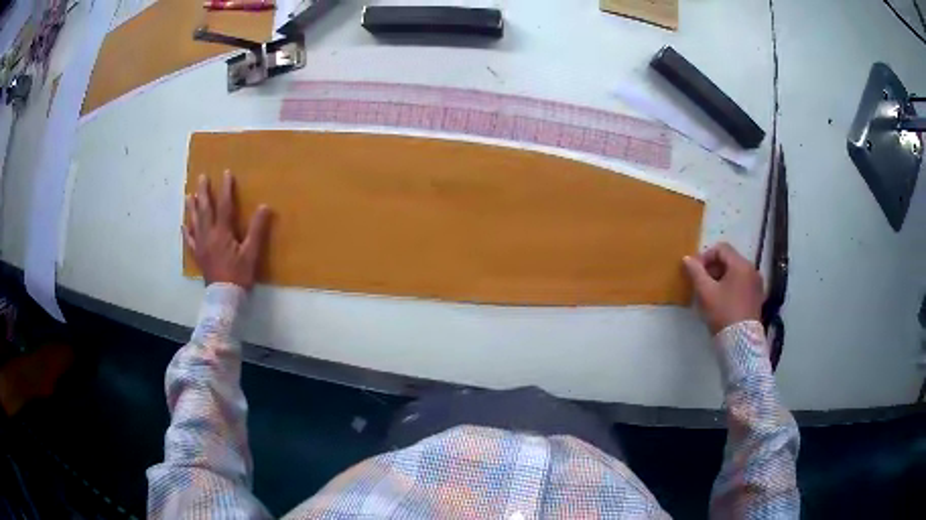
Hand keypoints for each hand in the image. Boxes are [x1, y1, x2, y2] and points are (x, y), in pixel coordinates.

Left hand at [183, 172, 271, 289]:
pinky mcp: (198, 256)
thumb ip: (257, 229)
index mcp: (222, 233)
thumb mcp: (251, 253)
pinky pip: (190, 241)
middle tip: (201, 177)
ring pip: (195, 222)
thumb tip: (265, 206)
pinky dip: (186, 232)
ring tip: (189, 195)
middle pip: (205, 210)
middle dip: (204, 192)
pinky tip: (183, 225)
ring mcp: (201, 246)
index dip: (225, 189)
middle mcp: (208, 235)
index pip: (224, 206)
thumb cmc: (239, 275)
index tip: (226, 173)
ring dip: (192, 207)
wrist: (224, 298)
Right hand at [682, 242, 763, 334]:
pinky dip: (731, 286)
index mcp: (741, 265)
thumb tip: (687, 259)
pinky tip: (723, 301)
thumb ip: (696, 272)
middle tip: (701, 283)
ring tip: (711, 293)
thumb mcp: (705, 292)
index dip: (706, 256)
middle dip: (713, 268)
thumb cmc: (723, 313)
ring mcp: (757, 283)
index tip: (696, 272)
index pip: (721, 249)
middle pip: (729, 260)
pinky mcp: (758, 296)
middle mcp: (752, 269)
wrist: (741, 341)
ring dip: (722, 277)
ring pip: (736, 272)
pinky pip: (742, 283)